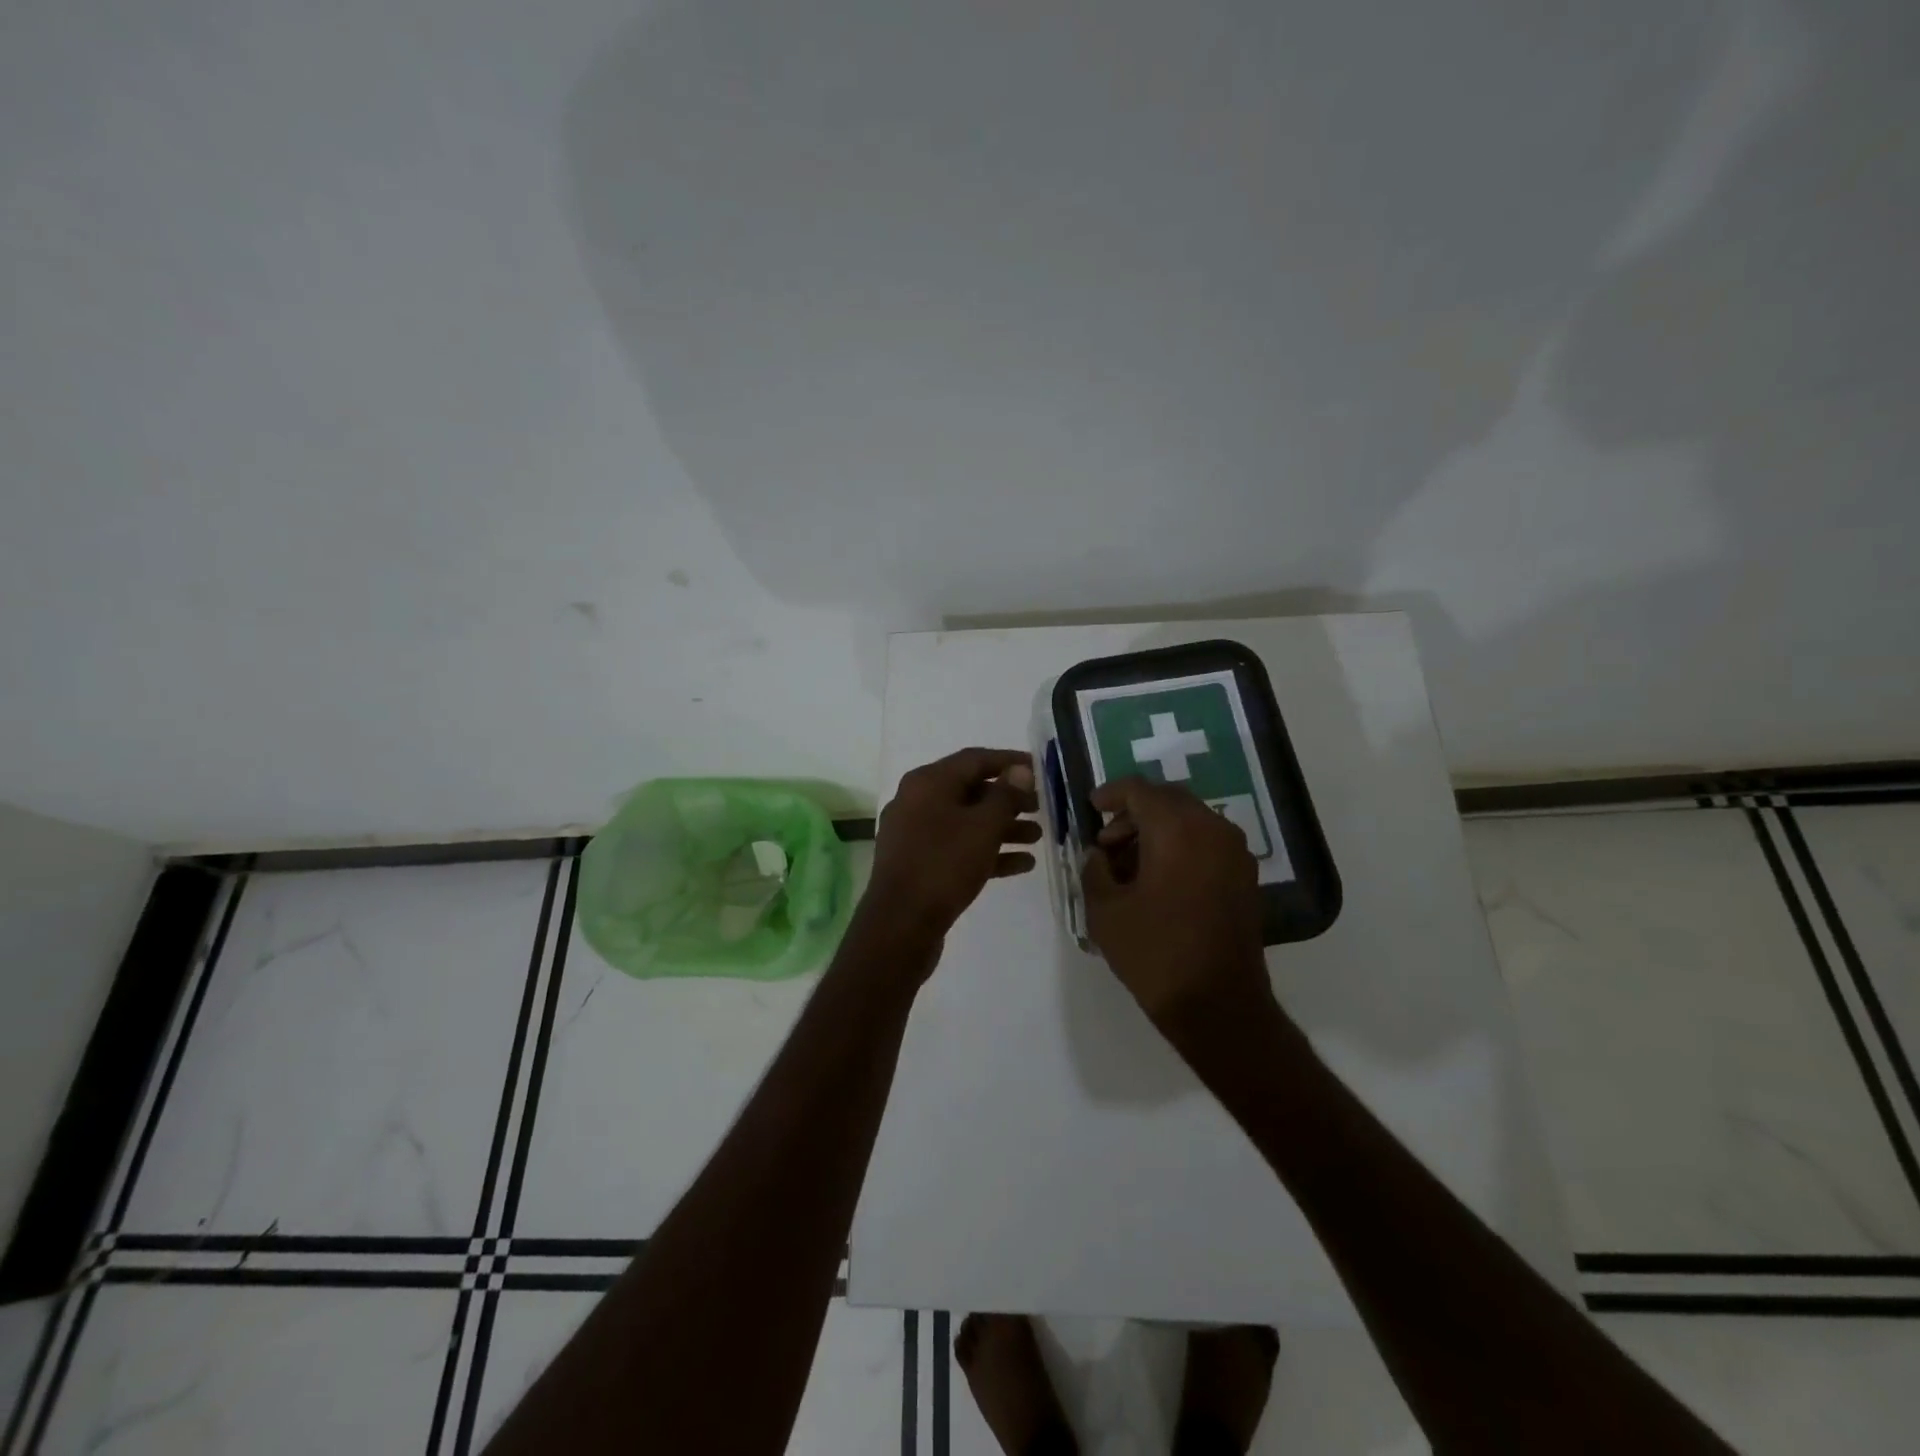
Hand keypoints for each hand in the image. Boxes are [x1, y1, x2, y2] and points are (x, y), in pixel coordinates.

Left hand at [867, 748, 1041, 948]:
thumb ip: (1005, 795)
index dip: (1009, 761)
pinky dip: (987, 852)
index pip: (974, 759)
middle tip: (1041, 809)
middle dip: (1008, 799)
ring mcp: (916, 834)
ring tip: (1037, 838)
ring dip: (1003, 828)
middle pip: (970, 791)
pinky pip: (958, 848)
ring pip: (966, 822)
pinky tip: (1022, 864)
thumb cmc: (943, 865)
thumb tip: (1019, 770)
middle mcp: (917, 801)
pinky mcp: (919, 863)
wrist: (900, 925)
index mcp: (928, 782)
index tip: (1038, 769)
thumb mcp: (982, 826)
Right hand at [1081, 776, 1273, 1039]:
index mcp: (1177, 829)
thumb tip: (1099, 855)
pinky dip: (1180, 845)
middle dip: (1134, 813)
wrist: (1218, 1005)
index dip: (1111, 793)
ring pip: (1190, 819)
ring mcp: (1235, 852)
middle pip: (1168, 799)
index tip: (1091, 807)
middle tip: (1107, 842)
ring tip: (1129, 866)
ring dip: (1157, 830)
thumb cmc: (1155, 953)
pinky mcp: (1245, 876)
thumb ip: (1095, 870)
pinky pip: (1207, 842)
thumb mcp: (1105, 910)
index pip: (1140, 790)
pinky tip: (1158, 879)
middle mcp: (1212, 829)